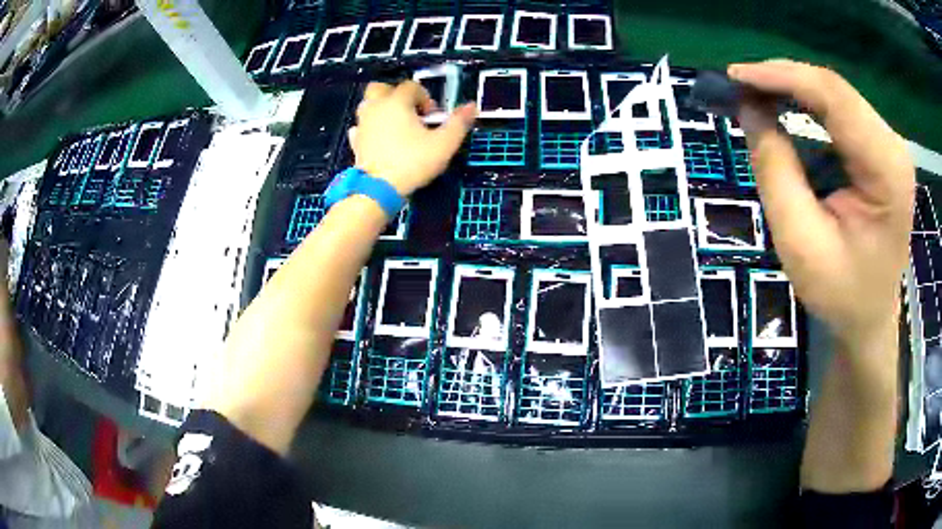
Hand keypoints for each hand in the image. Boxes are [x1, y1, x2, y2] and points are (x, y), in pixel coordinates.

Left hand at [350, 81, 477, 196]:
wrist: (378, 190)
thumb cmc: (412, 162)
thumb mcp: (444, 144)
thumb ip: (458, 123)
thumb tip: (472, 106)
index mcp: (397, 102)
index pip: (411, 86)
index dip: (425, 97)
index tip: (432, 116)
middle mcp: (376, 107)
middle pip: (381, 88)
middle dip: (396, 95)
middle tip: (409, 112)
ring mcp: (363, 124)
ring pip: (368, 105)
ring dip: (381, 109)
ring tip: (396, 126)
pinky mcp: (355, 142)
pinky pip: (361, 128)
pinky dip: (370, 129)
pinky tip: (379, 140)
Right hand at [730, 60, 914, 346]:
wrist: (870, 316)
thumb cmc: (840, 293)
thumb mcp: (800, 242)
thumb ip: (776, 171)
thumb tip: (749, 109)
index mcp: (886, 171)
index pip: (834, 97)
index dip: (782, 77)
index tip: (735, 76)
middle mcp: (893, 147)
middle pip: (835, 89)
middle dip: (783, 79)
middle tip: (739, 86)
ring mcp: (890, 145)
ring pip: (835, 93)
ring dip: (793, 88)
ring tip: (755, 95)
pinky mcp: (881, 149)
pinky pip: (841, 109)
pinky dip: (807, 103)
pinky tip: (784, 107)